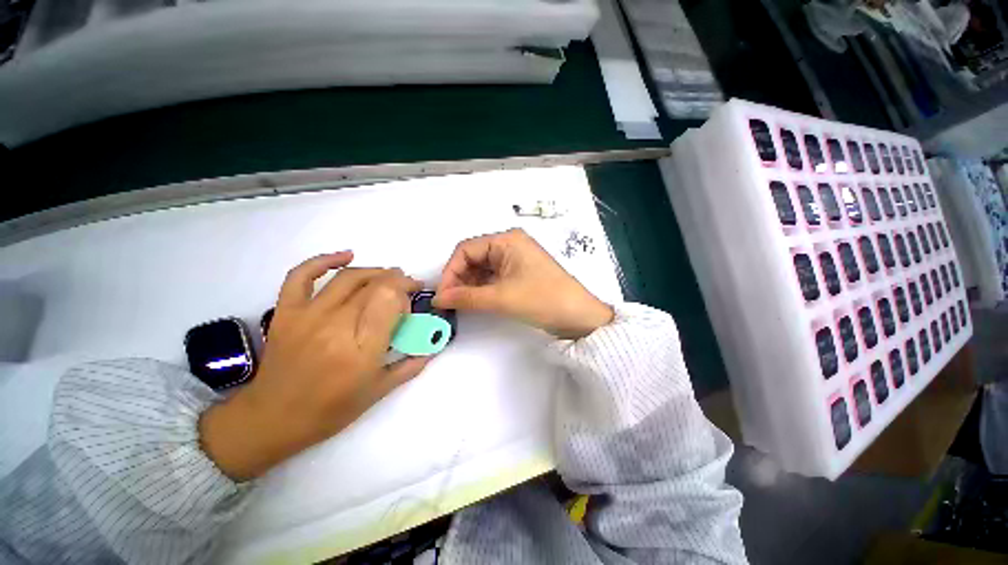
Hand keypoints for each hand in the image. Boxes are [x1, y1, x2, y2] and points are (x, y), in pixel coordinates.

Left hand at [200, 252, 428, 480]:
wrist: (271, 419)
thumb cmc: (330, 410)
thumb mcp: (378, 392)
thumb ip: (411, 365)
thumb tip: (434, 345)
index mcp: (362, 349)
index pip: (390, 298)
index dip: (406, 290)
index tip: (413, 298)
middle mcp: (336, 326)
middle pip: (374, 285)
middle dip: (398, 280)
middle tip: (408, 286)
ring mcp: (308, 315)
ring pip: (349, 277)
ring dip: (375, 271)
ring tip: (389, 276)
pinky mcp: (287, 312)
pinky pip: (302, 275)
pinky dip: (325, 260)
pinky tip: (347, 255)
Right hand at [434, 229, 613, 339]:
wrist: (578, 316)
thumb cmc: (542, 299)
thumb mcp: (501, 298)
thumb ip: (466, 297)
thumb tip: (437, 298)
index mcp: (506, 240)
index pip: (466, 249)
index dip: (450, 271)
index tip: (442, 295)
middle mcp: (509, 245)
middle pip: (473, 258)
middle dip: (459, 279)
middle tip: (449, 302)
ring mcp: (515, 260)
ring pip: (482, 269)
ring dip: (469, 285)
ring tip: (459, 304)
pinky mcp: (518, 274)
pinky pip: (492, 278)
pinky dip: (481, 289)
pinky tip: (474, 301)